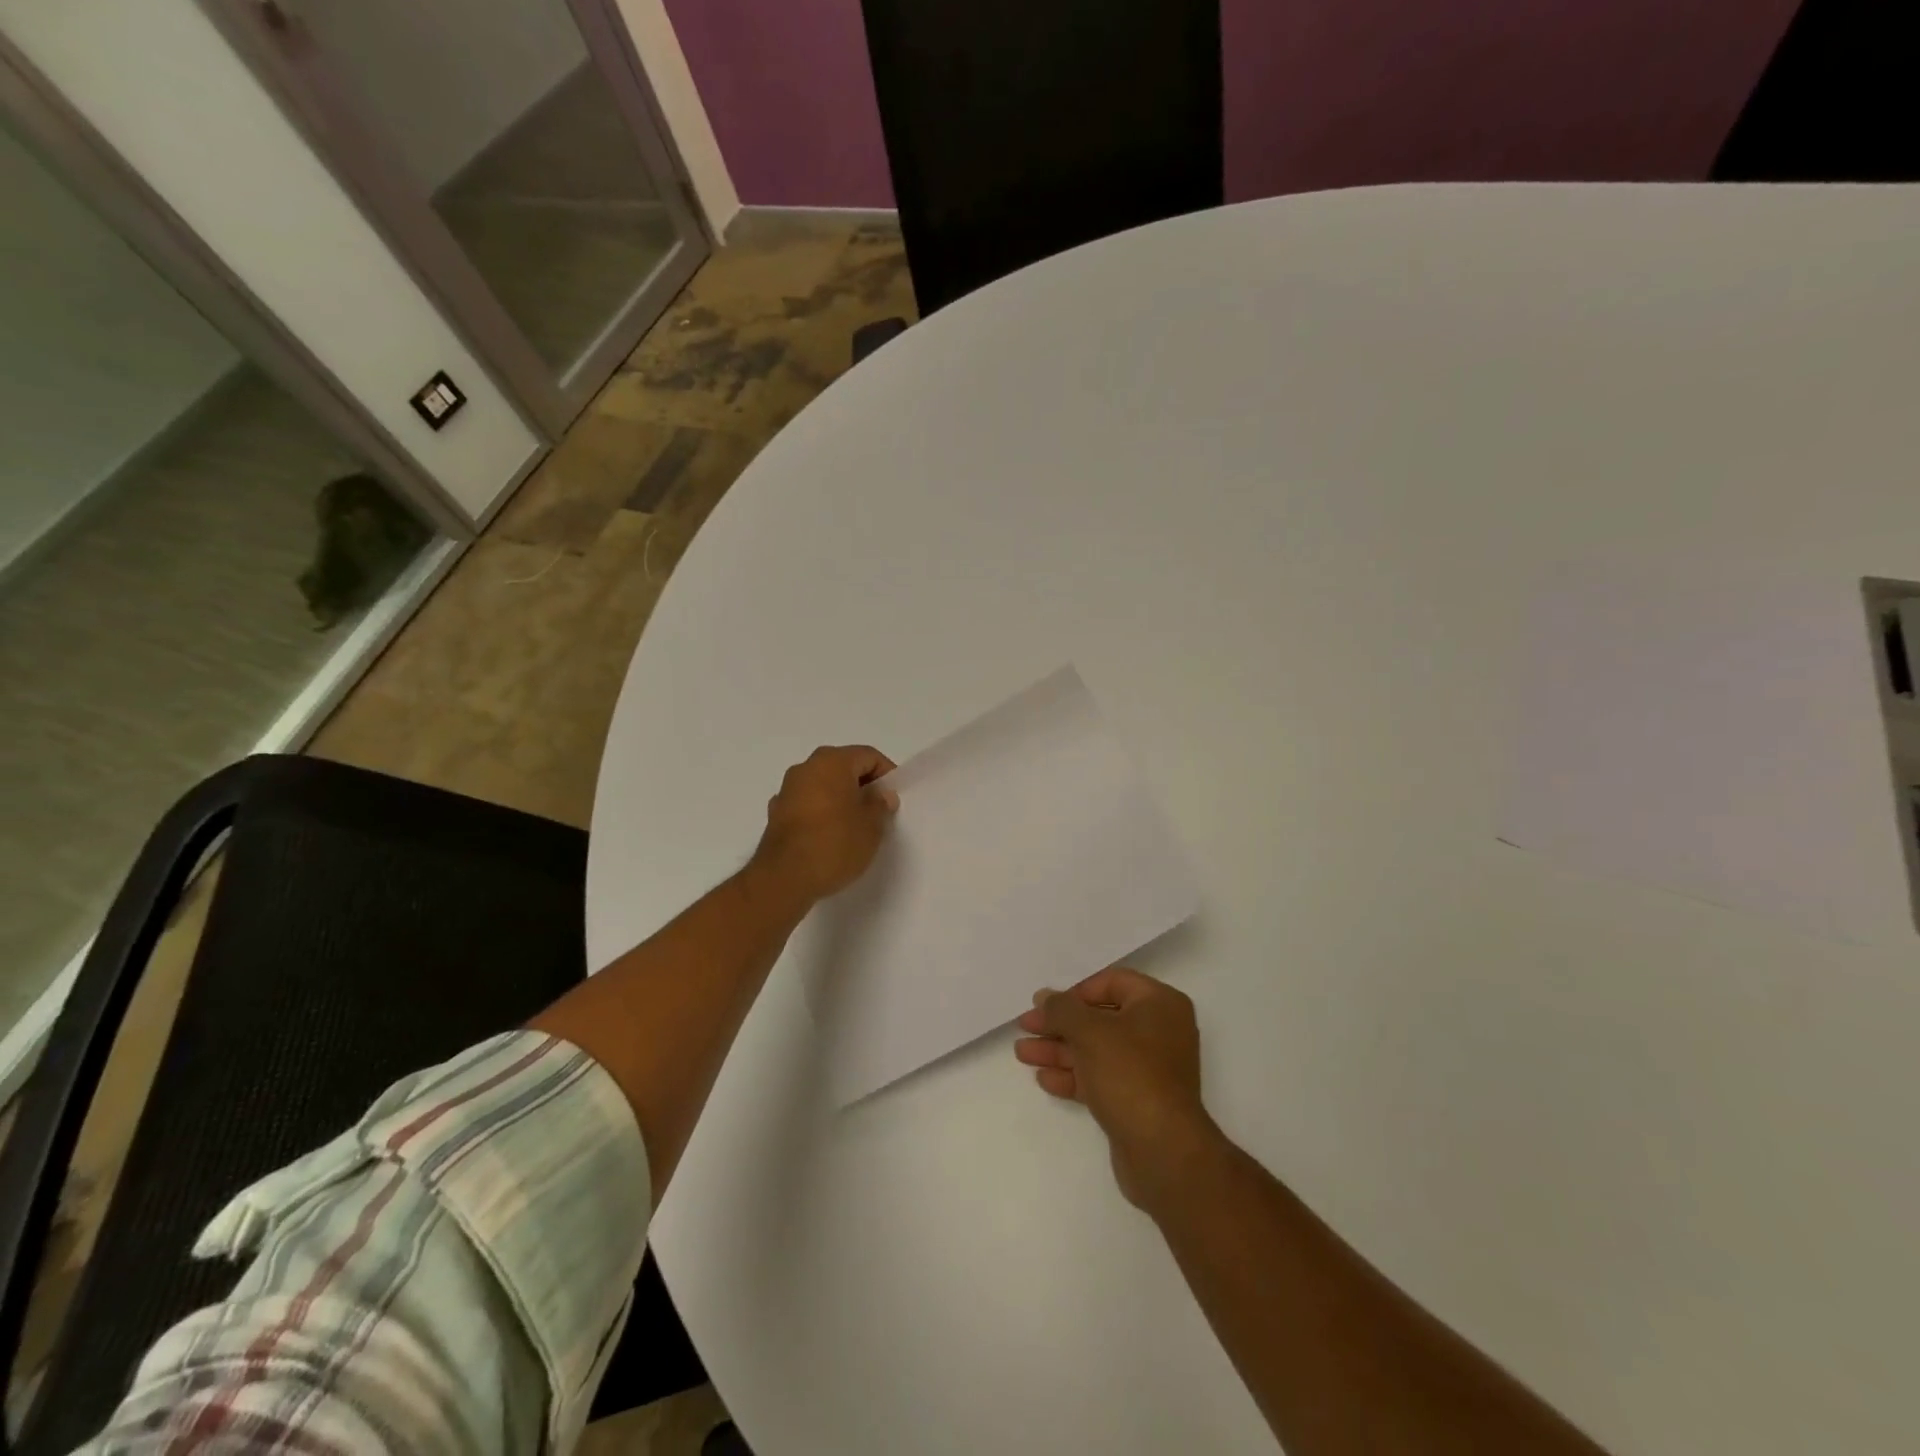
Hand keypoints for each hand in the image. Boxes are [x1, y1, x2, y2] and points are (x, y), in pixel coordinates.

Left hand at [751, 745, 898, 903]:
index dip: (886, 774)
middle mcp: (806, 767)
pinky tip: (829, 835)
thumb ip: (880, 805)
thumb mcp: (871, 827)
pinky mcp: (776, 812)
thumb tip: (881, 795)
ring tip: (855, 825)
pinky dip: (821, 812)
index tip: (893, 798)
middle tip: (878, 811)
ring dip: (841, 798)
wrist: (784, 878)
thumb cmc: (834, 844)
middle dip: (863, 785)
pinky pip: (807, 803)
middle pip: (844, 767)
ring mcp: (787, 789)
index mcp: (832, 762)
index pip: (868, 756)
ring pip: (823, 785)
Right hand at [1015, 967, 1217, 1208]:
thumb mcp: (1090, 1032)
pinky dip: (1074, 1076)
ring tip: (1022, 1053)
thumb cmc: (1130, 1074)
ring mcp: (1150, 1068)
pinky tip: (1044, 1079)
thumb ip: (1062, 1009)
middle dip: (1059, 1024)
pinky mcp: (1138, 1100)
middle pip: (1100, 1018)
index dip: (1075, 991)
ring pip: (1096, 1050)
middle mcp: (1159, 1031)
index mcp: (1160, 1004)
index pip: (1112, 982)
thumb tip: (1044, 997)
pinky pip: (1101, 1078)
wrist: (1163, 1151)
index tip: (1047, 1005)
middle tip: (1025, 1027)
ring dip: (1060, 1050)